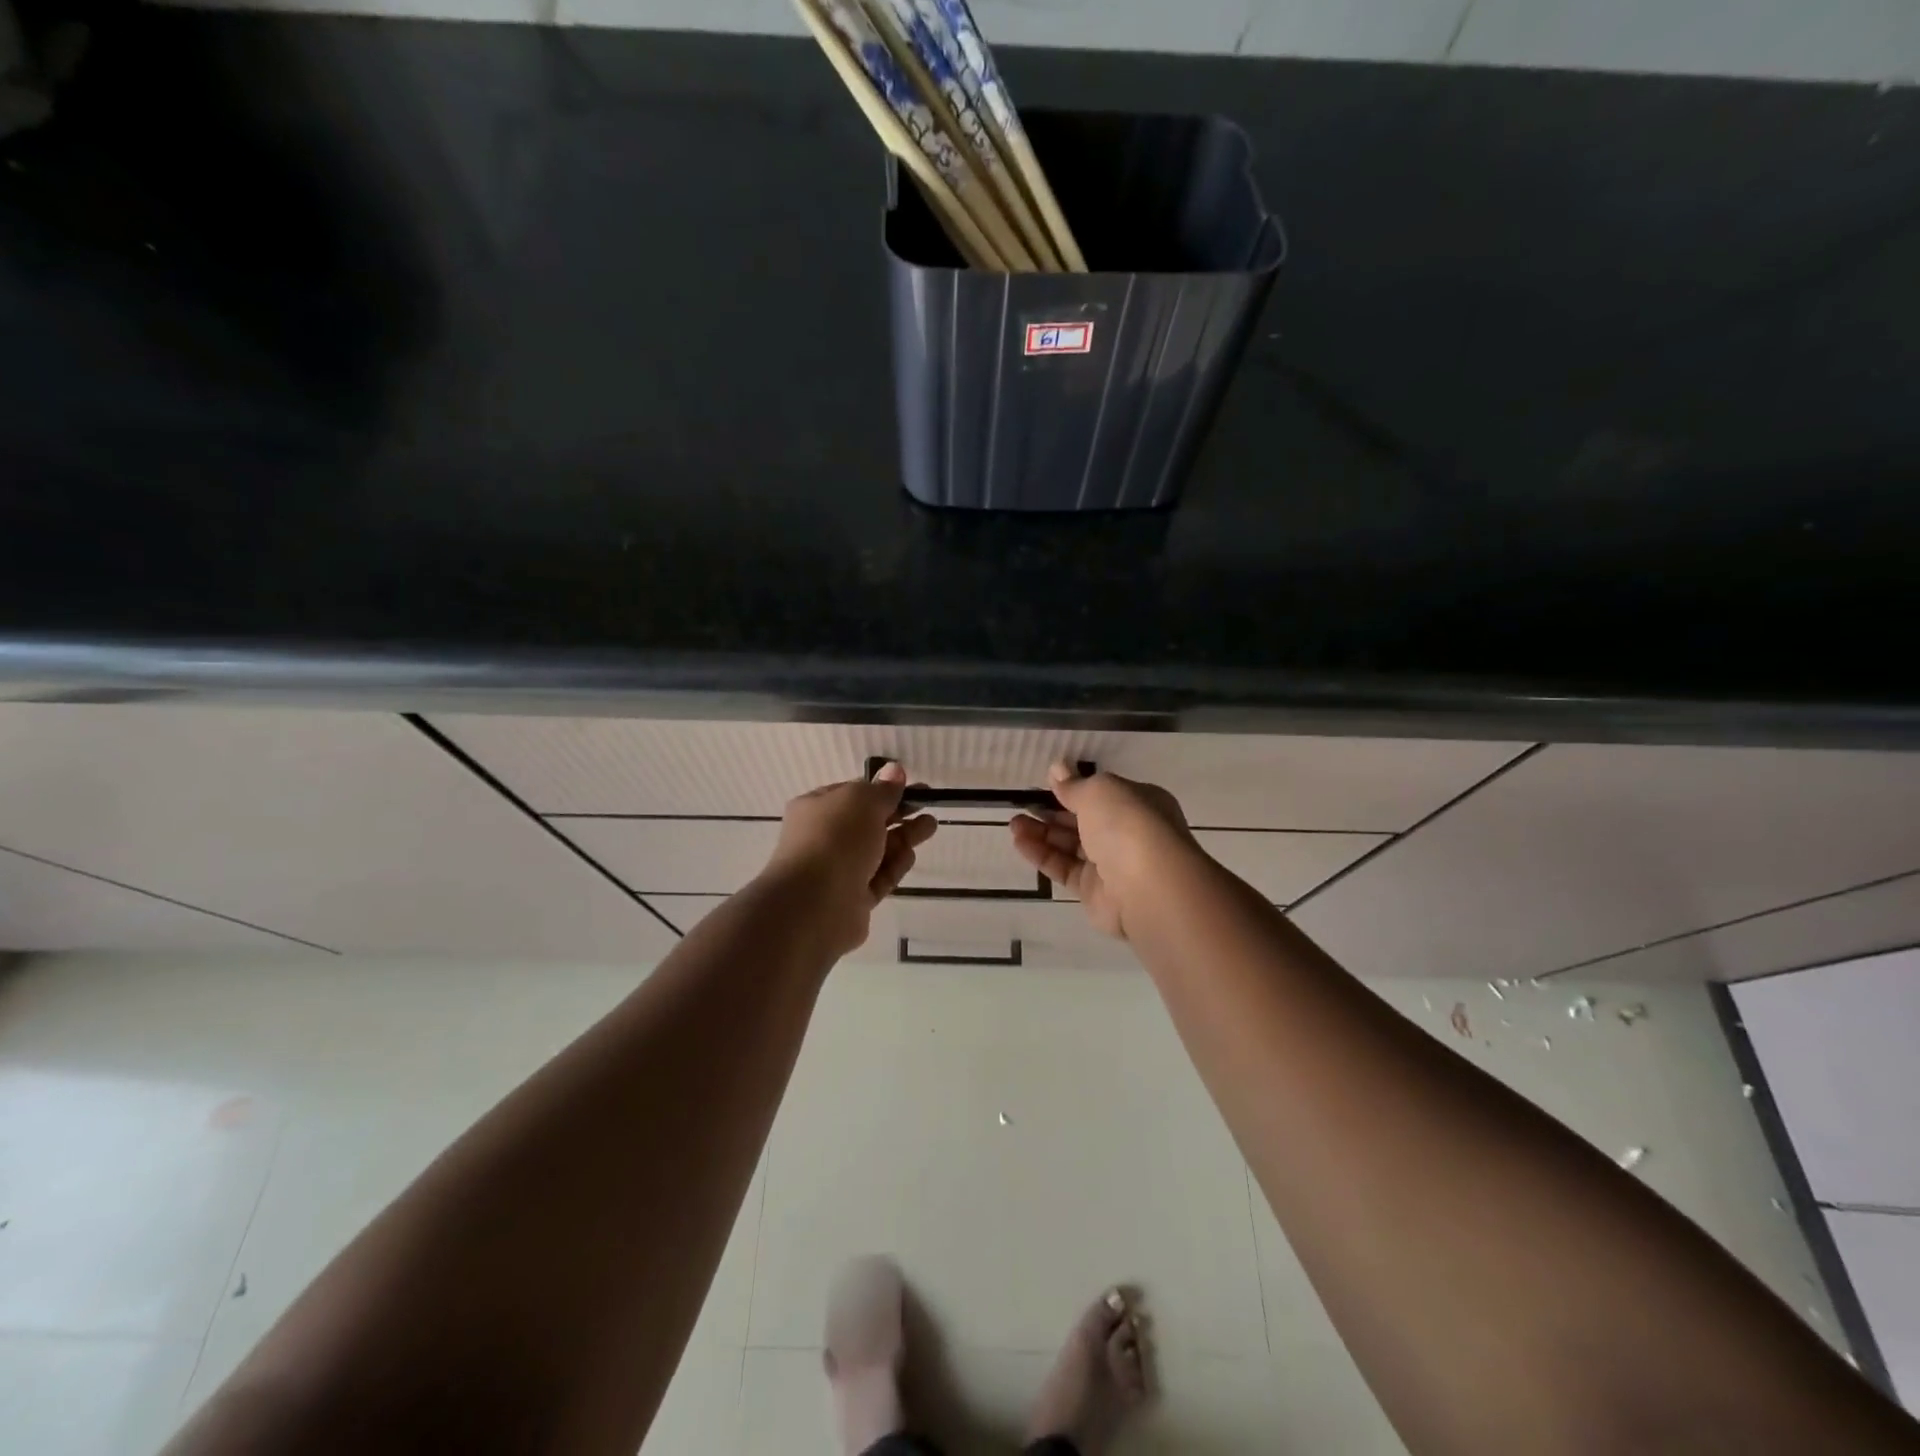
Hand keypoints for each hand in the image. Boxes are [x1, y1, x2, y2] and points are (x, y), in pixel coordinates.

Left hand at [758, 762, 938, 957]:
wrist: (815, 904)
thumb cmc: (835, 839)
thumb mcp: (862, 802)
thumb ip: (883, 790)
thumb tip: (895, 771)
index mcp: (816, 808)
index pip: (852, 793)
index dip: (882, 788)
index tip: (911, 785)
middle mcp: (823, 838)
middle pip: (867, 822)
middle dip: (898, 812)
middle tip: (928, 806)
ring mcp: (837, 870)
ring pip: (876, 850)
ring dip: (902, 837)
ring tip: (930, 827)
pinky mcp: (853, 899)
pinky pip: (878, 878)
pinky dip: (895, 866)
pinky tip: (910, 855)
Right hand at [1009, 763, 1197, 938]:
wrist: (1147, 886)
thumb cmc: (1128, 824)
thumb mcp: (1099, 791)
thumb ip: (1074, 784)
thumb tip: (1057, 768)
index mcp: (1139, 803)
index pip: (1103, 794)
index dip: (1075, 788)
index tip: (1046, 784)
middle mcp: (1127, 833)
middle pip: (1084, 820)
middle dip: (1053, 812)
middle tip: (1022, 805)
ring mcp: (1112, 865)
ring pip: (1071, 846)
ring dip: (1042, 833)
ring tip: (1014, 824)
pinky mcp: (1094, 892)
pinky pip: (1064, 868)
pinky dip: (1042, 855)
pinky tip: (1019, 843)